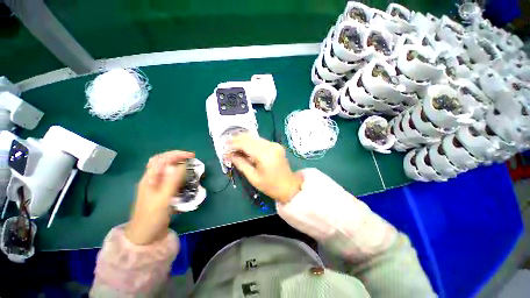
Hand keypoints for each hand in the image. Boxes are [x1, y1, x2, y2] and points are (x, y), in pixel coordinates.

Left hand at [125, 151, 193, 245]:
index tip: (191, 156)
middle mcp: (152, 179)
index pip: (162, 159)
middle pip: (163, 162)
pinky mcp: (161, 192)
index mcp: (150, 178)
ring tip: (190, 167)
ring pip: (167, 170)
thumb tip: (181, 165)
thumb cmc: (152, 217)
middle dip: (177, 157)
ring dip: (179, 165)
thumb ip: (172, 181)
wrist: (144, 235)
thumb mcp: (163, 199)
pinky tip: (185, 179)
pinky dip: (179, 175)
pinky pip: (171, 179)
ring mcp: (156, 186)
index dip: (177, 154)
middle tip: (191, 159)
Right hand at [228, 134, 301, 202]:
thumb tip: (229, 154)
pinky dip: (251, 142)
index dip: (233, 144)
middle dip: (237, 140)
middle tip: (226, 143)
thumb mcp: (253, 177)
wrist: (289, 186)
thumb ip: (240, 163)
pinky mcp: (276, 145)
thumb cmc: (270, 186)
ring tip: (233, 145)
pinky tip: (244, 146)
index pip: (245, 144)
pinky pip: (260, 141)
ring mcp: (274, 144)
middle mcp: (270, 146)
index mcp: (265, 155)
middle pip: (250, 138)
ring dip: (243, 140)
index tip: (223, 147)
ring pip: (255, 138)